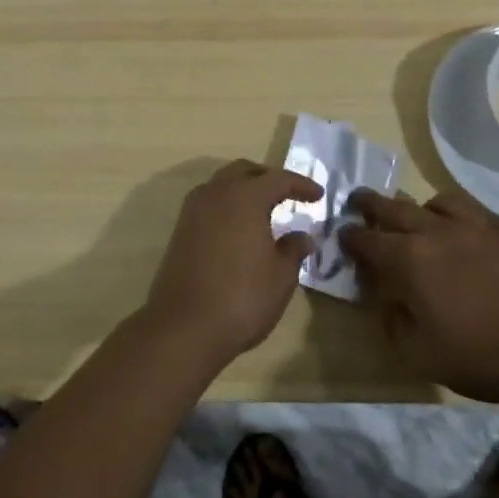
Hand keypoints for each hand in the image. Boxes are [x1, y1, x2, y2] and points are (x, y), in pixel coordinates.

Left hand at [142, 160, 320, 366]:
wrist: (184, 326)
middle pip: (244, 171)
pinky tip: (238, 227)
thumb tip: (302, 236)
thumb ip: (293, 249)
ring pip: (222, 184)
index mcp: (245, 196)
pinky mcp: (180, 230)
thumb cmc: (242, 297)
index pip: (278, 179)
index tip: (318, 195)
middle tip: (288, 194)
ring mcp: (193, 210)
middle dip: (268, 178)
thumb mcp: (281, 276)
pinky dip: (227, 205)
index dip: (300, 185)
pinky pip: (209, 203)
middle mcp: (216, 193)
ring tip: (264, 209)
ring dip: (244, 188)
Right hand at [341, 190, 498, 402]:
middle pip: (392, 208)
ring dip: (415, 206)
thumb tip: (385, 299)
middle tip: (357, 201)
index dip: (350, 238)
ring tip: (414, 215)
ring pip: (432, 201)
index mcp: (408, 260)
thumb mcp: (420, 353)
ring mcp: (469, 226)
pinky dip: (452, 211)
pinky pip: (468, 207)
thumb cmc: (478, 354)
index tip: (342, 236)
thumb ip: (393, 321)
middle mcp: (433, 231)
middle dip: (370, 204)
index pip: (367, 240)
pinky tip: (456, 225)